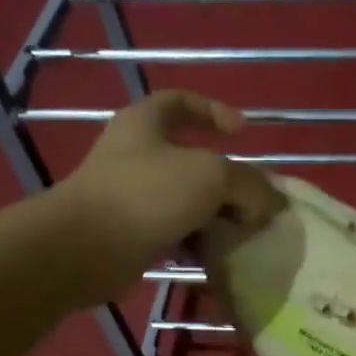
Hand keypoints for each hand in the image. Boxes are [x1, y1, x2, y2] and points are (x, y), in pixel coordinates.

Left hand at [56, 91, 282, 301]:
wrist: (85, 249)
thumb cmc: (147, 194)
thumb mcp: (211, 176)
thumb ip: (249, 184)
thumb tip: (270, 204)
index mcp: (145, 123)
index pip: (182, 102)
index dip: (215, 110)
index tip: (244, 133)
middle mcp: (135, 154)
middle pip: (190, 158)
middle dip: (226, 179)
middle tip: (253, 198)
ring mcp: (130, 195)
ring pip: (185, 199)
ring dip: (215, 214)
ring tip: (242, 230)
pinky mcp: (130, 233)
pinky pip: (174, 231)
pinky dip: (197, 240)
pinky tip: (217, 254)